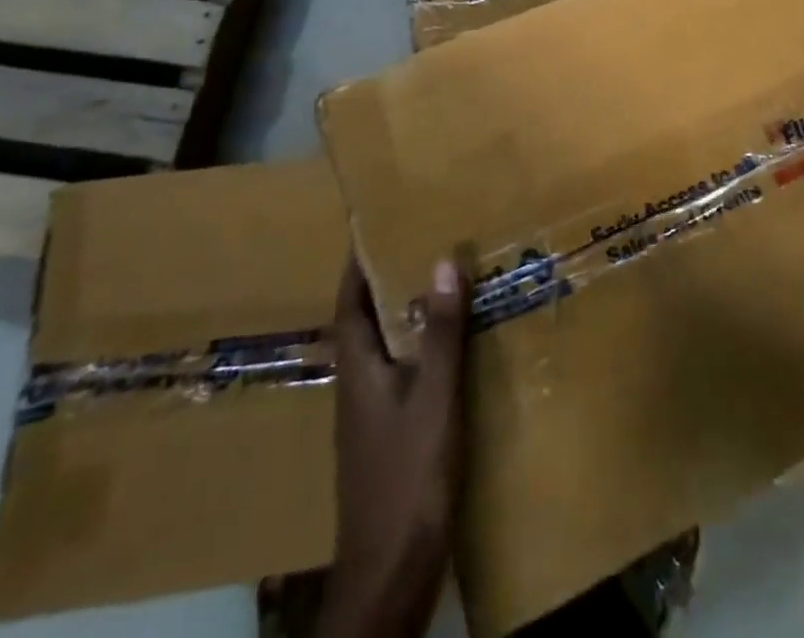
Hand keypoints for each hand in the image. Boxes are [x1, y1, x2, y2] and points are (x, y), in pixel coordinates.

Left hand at [319, 257, 467, 637]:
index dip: (358, 265)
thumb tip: (443, 260)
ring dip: (407, 316)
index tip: (378, 226)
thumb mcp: (433, 399)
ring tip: (444, 286)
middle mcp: (357, 387)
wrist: (390, 577)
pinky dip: (422, 351)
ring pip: (386, 349)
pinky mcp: (388, 440)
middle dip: (388, 283)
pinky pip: (403, 376)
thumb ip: (440, 333)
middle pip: (366, 322)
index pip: (349, 302)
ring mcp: (370, 417)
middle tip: (424, 244)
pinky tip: (454, 353)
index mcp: (357, 370)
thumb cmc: (407, 479)